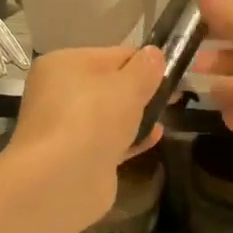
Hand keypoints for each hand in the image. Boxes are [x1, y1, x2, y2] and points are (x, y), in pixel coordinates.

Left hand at [3, 44, 163, 229]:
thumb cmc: (93, 117)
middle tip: (174, 96)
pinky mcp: (75, 157)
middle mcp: (58, 92)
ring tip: (165, 117)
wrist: (63, 178)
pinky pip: (108, 140)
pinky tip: (154, 138)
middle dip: (140, 90)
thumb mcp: (128, 85)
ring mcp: (65, 127)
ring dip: (135, 116)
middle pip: (109, 85)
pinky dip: (129, 139)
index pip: (112, 54)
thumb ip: (145, 68)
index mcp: (63, 64)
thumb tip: (154, 54)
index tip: (173, 71)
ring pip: (108, 115)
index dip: (144, 62)